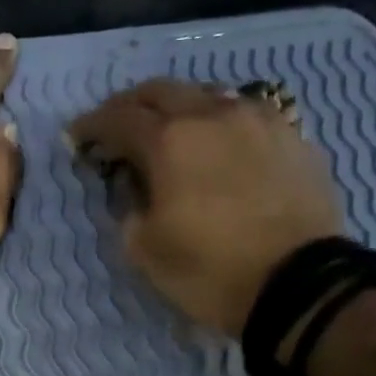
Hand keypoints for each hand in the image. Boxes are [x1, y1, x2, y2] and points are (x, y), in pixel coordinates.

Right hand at [69, 80, 344, 336]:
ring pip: (207, 95)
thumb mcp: (146, 252)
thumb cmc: (211, 272)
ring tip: (169, 132)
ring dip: (178, 108)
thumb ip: (129, 209)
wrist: (299, 284)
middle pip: (161, 91)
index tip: (76, 137)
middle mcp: (213, 115)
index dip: (91, 126)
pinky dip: (218, 123)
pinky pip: (245, 115)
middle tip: (116, 126)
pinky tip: (218, 144)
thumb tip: (134, 186)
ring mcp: (258, 120)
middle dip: (131, 105)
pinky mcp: (291, 136)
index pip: (118, 119)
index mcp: (170, 141)